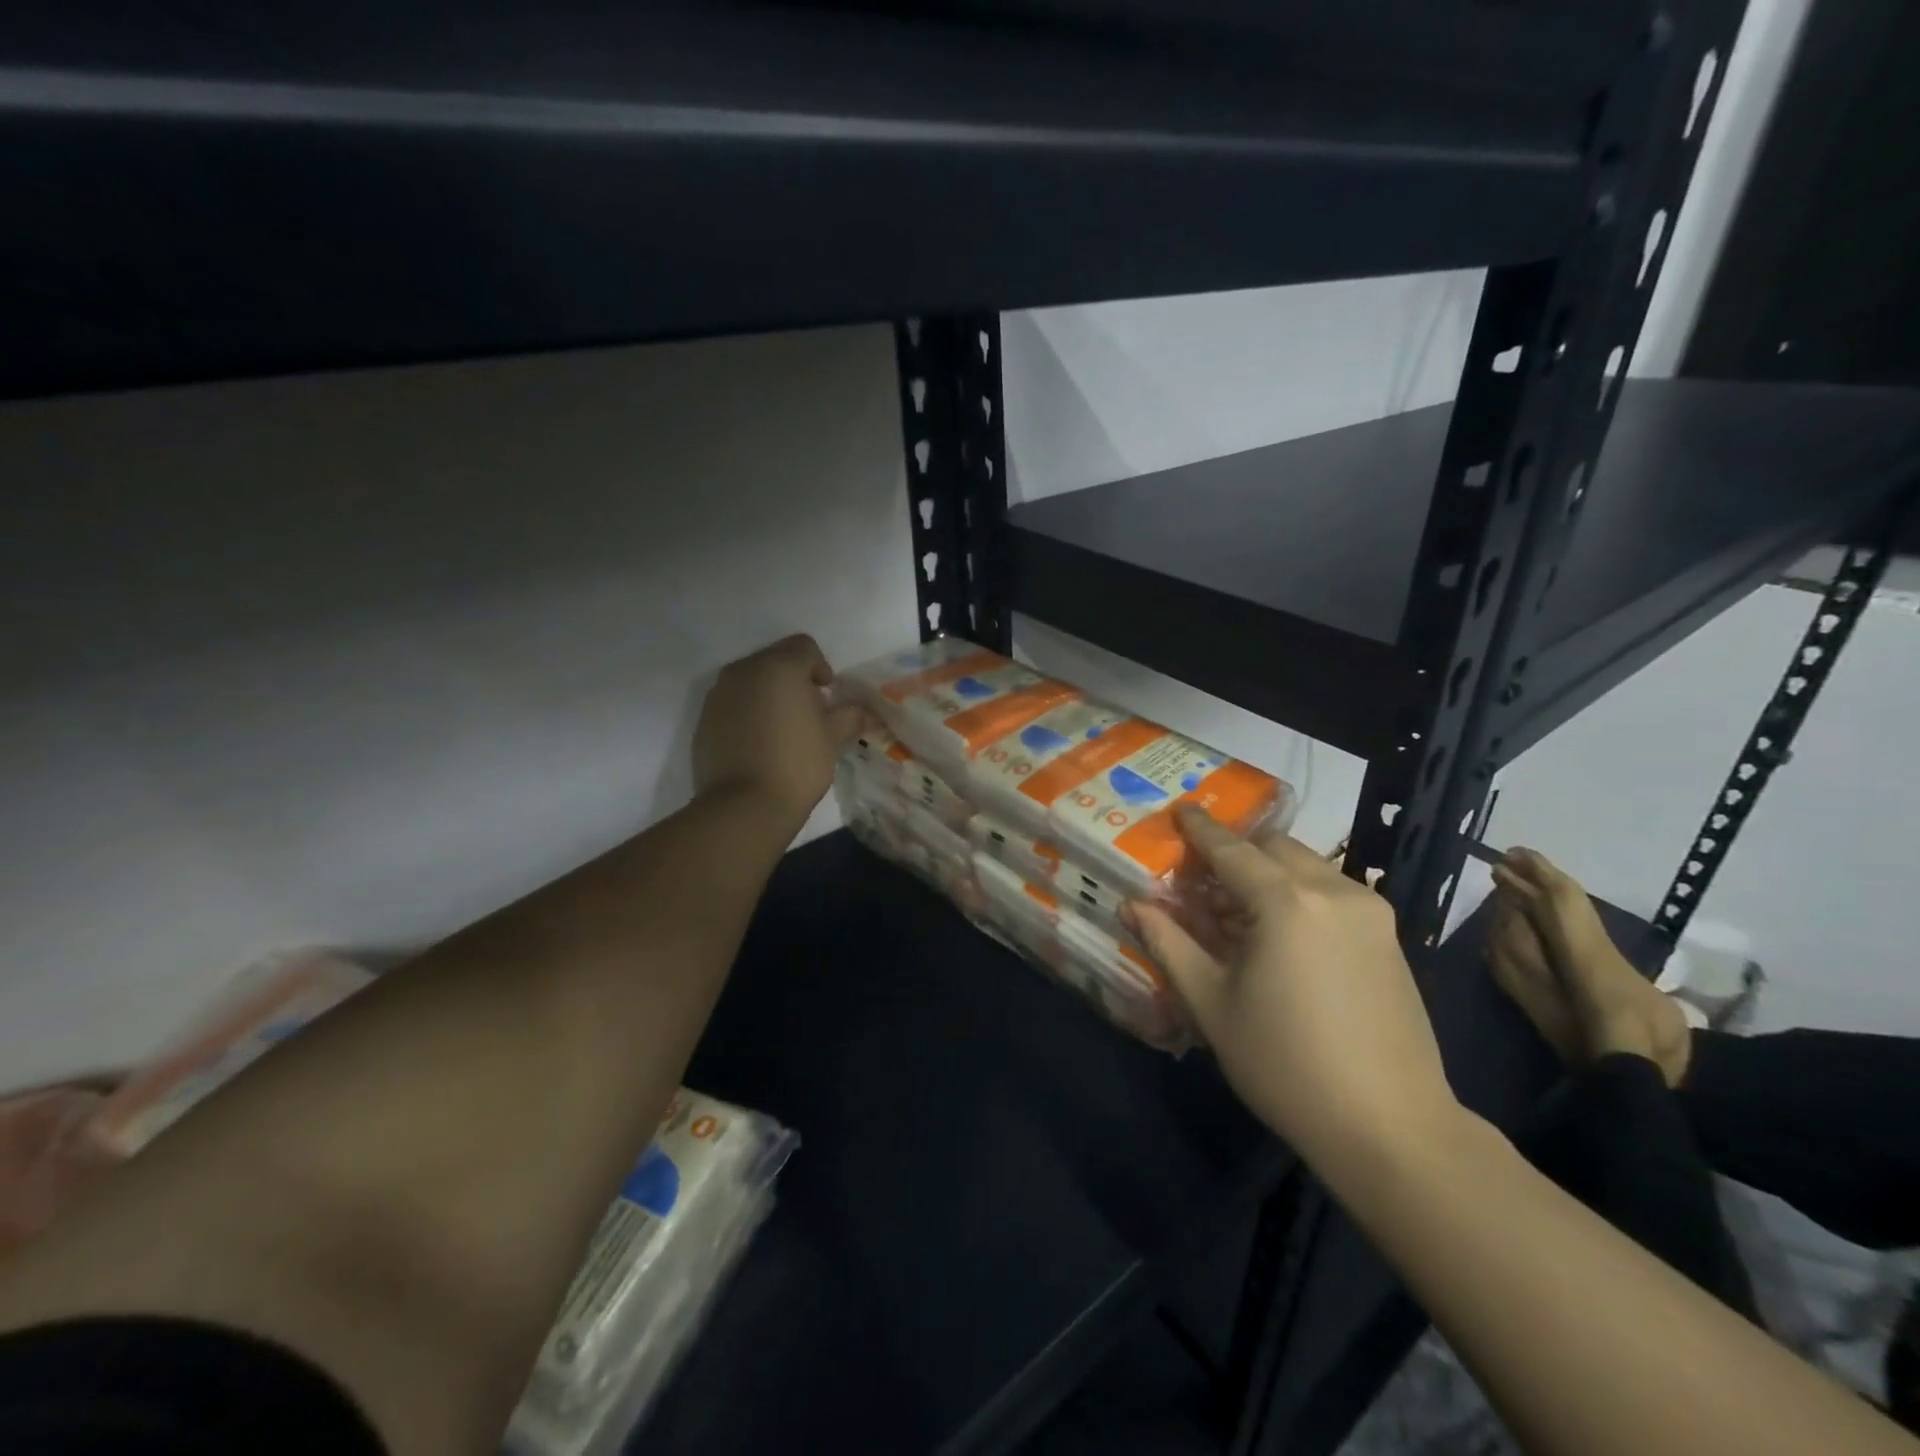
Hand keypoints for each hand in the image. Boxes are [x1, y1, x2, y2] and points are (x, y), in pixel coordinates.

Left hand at [692, 635, 863, 827]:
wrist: (744, 805)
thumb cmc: (797, 764)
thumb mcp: (832, 739)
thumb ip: (849, 716)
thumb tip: (865, 712)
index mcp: (779, 667)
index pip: (804, 646)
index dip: (820, 666)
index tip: (826, 695)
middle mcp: (744, 671)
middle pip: (774, 660)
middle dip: (793, 679)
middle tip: (807, 712)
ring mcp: (718, 694)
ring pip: (750, 681)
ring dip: (768, 694)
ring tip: (782, 728)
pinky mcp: (704, 719)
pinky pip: (732, 703)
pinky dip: (747, 713)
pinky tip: (759, 743)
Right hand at [1128, 807, 1458, 1172]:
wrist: (1392, 1127)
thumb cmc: (1286, 1064)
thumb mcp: (1212, 1004)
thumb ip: (1169, 943)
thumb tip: (1131, 906)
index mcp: (1286, 902)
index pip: (1231, 848)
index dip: (1200, 828)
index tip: (1179, 809)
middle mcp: (1333, 891)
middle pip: (1272, 848)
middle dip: (1234, 852)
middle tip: (1200, 880)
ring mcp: (1370, 912)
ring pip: (1305, 867)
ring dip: (1266, 874)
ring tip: (1234, 915)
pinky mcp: (1388, 936)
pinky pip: (1331, 892)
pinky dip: (1296, 894)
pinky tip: (1277, 936)